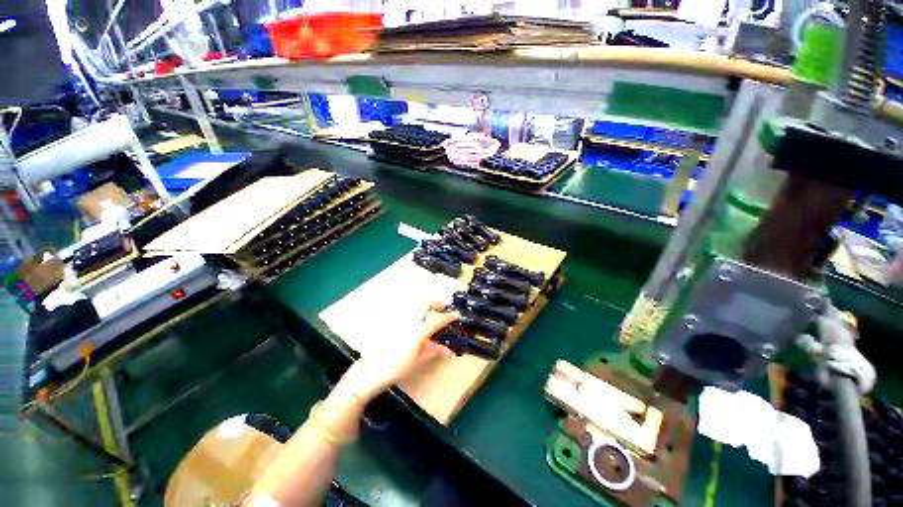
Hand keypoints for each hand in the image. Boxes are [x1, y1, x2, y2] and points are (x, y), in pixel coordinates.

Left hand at [342, 302, 459, 400]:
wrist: (371, 370)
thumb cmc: (397, 367)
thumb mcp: (418, 360)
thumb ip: (434, 351)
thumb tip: (448, 350)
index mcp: (418, 330)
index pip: (437, 320)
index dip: (449, 317)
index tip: (457, 315)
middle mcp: (409, 320)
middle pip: (425, 304)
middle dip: (436, 304)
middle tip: (442, 308)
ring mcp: (400, 319)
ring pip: (416, 306)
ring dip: (426, 307)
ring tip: (431, 314)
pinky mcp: (392, 322)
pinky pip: (407, 311)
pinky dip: (415, 312)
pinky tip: (416, 321)